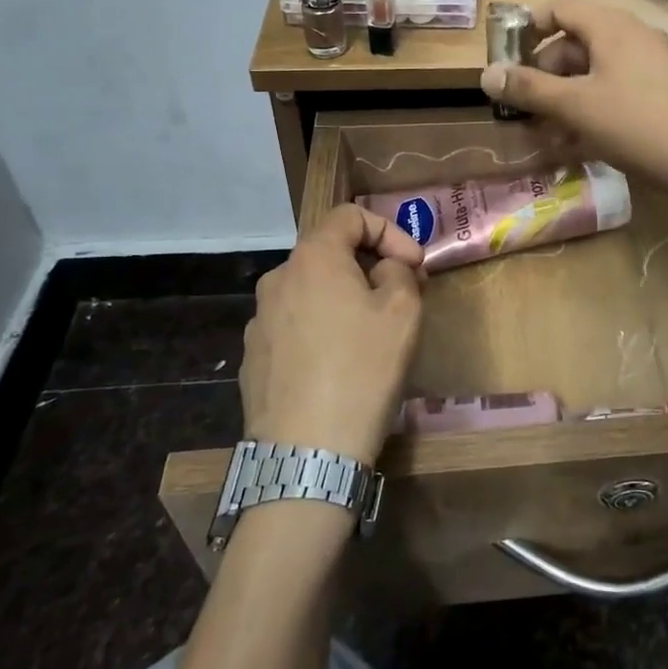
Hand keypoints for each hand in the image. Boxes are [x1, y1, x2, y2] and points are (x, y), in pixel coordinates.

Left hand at [241, 205, 425, 466]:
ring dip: (345, 299)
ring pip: (311, 292)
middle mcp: (277, 280)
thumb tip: (383, 269)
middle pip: (329, 253)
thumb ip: (399, 271)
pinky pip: (295, 327)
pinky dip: (322, 330)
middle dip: (370, 265)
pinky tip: (340, 365)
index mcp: (312, 258)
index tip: (414, 265)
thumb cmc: (362, 369)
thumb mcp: (403, 310)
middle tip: (403, 295)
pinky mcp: (252, 359)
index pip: (350, 215)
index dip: (390, 230)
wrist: (307, 453)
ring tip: (373, 333)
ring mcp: (258, 321)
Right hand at [478, 0, 667, 195]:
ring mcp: (651, 63)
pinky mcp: (662, 91)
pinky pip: (616, 89)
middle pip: (574, 42)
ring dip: (565, 98)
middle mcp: (632, 36)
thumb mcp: (575, 106)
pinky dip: (592, 108)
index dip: (528, 28)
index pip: (559, 7)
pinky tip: (577, 142)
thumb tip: (486, 76)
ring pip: (594, 71)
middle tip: (525, 108)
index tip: (509, 61)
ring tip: (546, 133)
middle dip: (544, 74)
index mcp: (611, 27)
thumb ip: (529, 89)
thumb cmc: (634, 123)